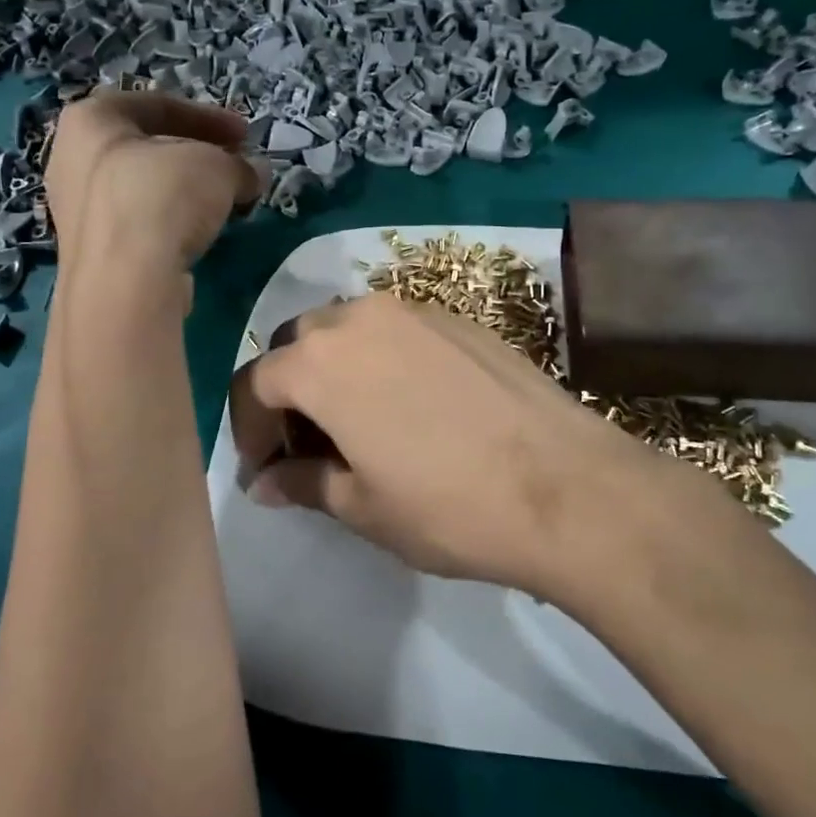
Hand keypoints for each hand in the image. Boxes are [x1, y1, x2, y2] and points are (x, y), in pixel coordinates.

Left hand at [44, 91, 261, 275]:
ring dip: (184, 192)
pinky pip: (136, 225)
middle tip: (233, 167)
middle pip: (146, 148)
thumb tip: (253, 174)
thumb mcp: (217, 167)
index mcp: (90, 120)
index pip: (157, 104)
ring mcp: (76, 210)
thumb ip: (238, 165)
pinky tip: (197, 237)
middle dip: (196, 155)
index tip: (245, 135)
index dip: (209, 117)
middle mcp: (71, 159)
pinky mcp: (90, 253)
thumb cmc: (163, 197)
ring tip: (222, 204)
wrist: (126, 281)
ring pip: (141, 188)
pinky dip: (168, 224)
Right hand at [228, 294, 727, 597]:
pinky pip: (396, 329)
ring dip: (334, 369)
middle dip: (290, 392)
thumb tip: (263, 483)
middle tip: (308, 444)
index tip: (263, 469)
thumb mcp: (361, 506)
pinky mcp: (458, 317)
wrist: (566, 486)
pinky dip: (380, 358)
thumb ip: (301, 483)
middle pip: (299, 345)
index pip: (255, 383)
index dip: (249, 429)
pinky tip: (409, 403)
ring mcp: (414, 310)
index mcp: (319, 362)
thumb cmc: (448, 505)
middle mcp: (358, 317)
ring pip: (348, 329)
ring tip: (358, 422)